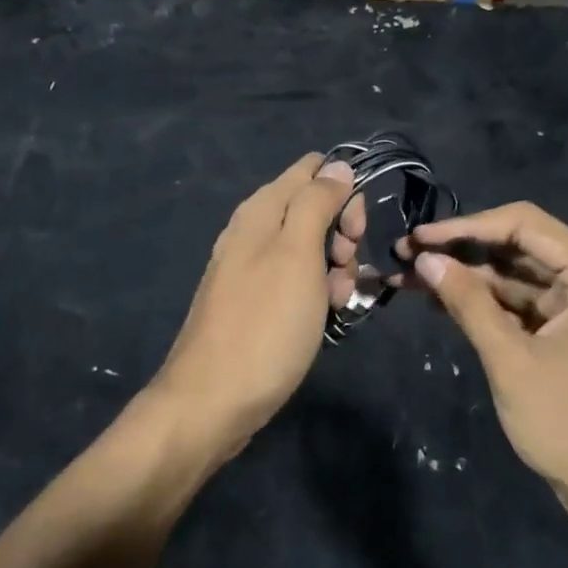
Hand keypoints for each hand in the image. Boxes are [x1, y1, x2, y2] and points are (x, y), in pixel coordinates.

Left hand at [153, 154, 363, 459]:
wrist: (212, 402)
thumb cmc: (264, 324)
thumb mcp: (298, 254)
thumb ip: (317, 203)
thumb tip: (337, 165)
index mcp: (261, 210)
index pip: (312, 170)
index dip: (343, 193)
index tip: (354, 231)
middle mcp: (253, 231)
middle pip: (314, 210)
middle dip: (341, 236)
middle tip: (343, 270)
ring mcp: (251, 268)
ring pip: (310, 250)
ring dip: (334, 271)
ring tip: (332, 304)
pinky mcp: (255, 302)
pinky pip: (296, 281)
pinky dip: (315, 294)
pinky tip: (321, 320)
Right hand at [405, 203, 567, 509]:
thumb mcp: (511, 360)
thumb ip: (468, 303)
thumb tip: (424, 259)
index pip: (524, 224)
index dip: (467, 226)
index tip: (420, 238)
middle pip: (518, 245)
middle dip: (461, 250)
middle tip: (406, 253)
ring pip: (514, 273)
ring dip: (466, 275)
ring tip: (410, 275)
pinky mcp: (567, 327)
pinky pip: (520, 300)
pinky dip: (483, 300)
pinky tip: (440, 299)